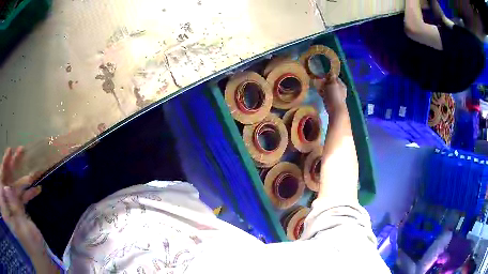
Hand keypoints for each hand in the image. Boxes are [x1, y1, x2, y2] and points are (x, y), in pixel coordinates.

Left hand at [0, 147, 45, 264]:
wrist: (35, 256)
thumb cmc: (25, 242)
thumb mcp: (17, 225)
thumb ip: (11, 206)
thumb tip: (7, 189)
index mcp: (6, 200)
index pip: (2, 178)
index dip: (4, 164)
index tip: (9, 152)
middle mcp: (8, 198)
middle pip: (8, 177)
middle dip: (13, 164)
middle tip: (20, 151)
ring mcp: (14, 203)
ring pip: (17, 186)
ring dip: (24, 178)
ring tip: (32, 169)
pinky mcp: (20, 209)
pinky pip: (24, 198)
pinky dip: (30, 194)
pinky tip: (38, 190)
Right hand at [313, 75, 346, 113]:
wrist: (335, 110)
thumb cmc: (334, 96)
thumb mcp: (333, 84)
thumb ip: (332, 78)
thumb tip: (331, 72)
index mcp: (342, 85)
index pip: (335, 78)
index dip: (329, 76)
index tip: (322, 75)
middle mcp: (340, 90)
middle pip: (332, 84)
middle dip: (326, 82)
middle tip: (319, 81)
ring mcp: (336, 97)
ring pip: (329, 90)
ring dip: (324, 88)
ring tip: (318, 87)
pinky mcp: (332, 102)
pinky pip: (327, 96)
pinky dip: (323, 94)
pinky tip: (319, 94)